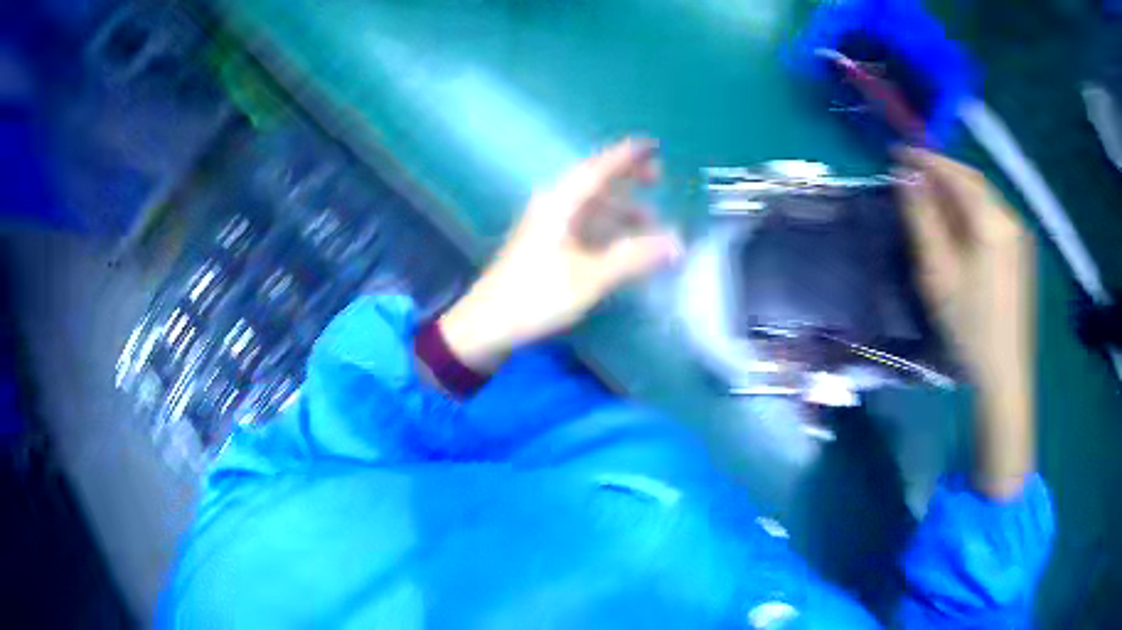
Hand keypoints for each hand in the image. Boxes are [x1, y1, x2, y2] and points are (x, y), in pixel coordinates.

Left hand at [439, 138, 682, 370]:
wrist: (487, 324)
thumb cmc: (536, 295)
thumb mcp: (590, 277)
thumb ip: (634, 258)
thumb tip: (677, 242)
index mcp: (561, 204)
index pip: (599, 169)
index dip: (626, 156)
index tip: (652, 145)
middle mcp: (553, 207)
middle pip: (594, 183)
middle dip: (626, 178)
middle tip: (657, 177)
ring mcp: (547, 227)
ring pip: (590, 207)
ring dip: (620, 208)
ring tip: (651, 218)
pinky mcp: (545, 247)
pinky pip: (584, 226)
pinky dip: (607, 229)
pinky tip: (623, 243)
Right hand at [897, 148, 1034, 498]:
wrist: (1005, 374)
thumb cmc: (969, 326)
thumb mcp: (939, 273)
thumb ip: (922, 220)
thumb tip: (905, 178)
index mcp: (992, 221)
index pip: (955, 174)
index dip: (924, 159)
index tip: (896, 152)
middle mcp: (1010, 219)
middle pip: (972, 181)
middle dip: (941, 171)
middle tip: (911, 173)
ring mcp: (1019, 237)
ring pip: (983, 198)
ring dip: (955, 191)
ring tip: (930, 197)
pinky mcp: (1021, 253)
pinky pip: (992, 217)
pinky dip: (970, 210)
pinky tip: (958, 225)